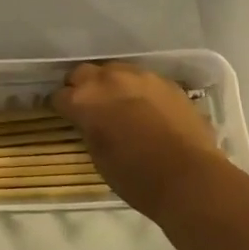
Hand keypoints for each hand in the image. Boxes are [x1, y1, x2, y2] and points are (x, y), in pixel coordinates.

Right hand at [52, 61, 224, 221]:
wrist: (189, 178)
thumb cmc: (136, 177)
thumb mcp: (98, 156)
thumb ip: (90, 129)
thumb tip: (92, 122)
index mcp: (84, 100)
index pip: (59, 96)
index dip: (61, 107)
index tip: (66, 117)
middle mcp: (108, 79)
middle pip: (83, 73)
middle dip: (82, 87)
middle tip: (90, 107)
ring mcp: (140, 76)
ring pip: (116, 71)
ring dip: (112, 85)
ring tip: (121, 105)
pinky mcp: (167, 82)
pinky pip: (144, 80)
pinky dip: (140, 92)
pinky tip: (148, 110)